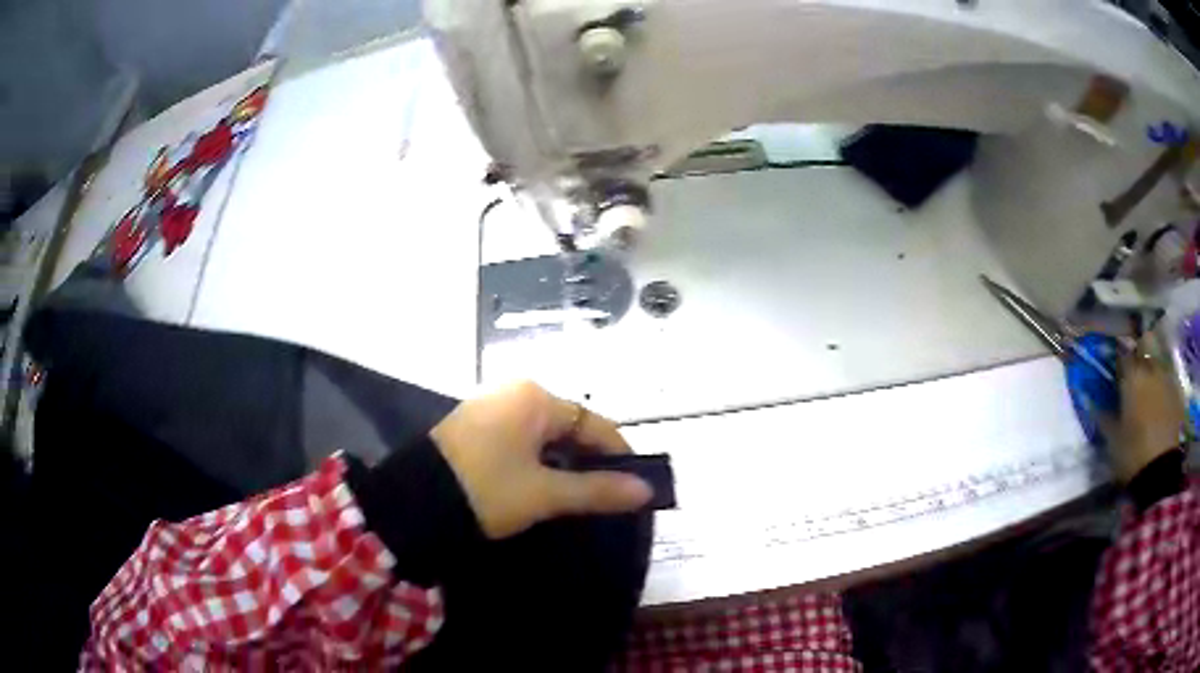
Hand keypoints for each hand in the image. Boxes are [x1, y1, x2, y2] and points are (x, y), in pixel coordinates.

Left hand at [430, 381, 653, 538]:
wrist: (411, 501)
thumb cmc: (484, 490)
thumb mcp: (543, 493)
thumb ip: (597, 490)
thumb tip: (646, 490)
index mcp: (535, 398)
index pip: (595, 423)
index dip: (619, 454)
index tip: (635, 485)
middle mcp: (514, 393)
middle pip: (569, 427)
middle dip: (589, 460)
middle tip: (605, 497)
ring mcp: (491, 408)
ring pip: (544, 436)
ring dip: (563, 463)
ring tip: (576, 497)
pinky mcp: (474, 426)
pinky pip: (521, 440)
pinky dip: (537, 461)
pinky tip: (541, 487)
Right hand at [1100, 345, 1187, 482]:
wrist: (1160, 473)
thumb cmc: (1133, 454)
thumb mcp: (1112, 440)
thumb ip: (1103, 415)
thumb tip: (1090, 399)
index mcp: (1133, 376)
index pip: (1122, 354)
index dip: (1117, 360)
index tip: (1113, 370)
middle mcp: (1151, 368)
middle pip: (1144, 351)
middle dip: (1138, 359)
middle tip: (1132, 376)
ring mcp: (1167, 379)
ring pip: (1158, 363)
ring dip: (1152, 370)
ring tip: (1147, 389)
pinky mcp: (1177, 393)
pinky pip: (1168, 380)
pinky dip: (1162, 386)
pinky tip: (1159, 402)